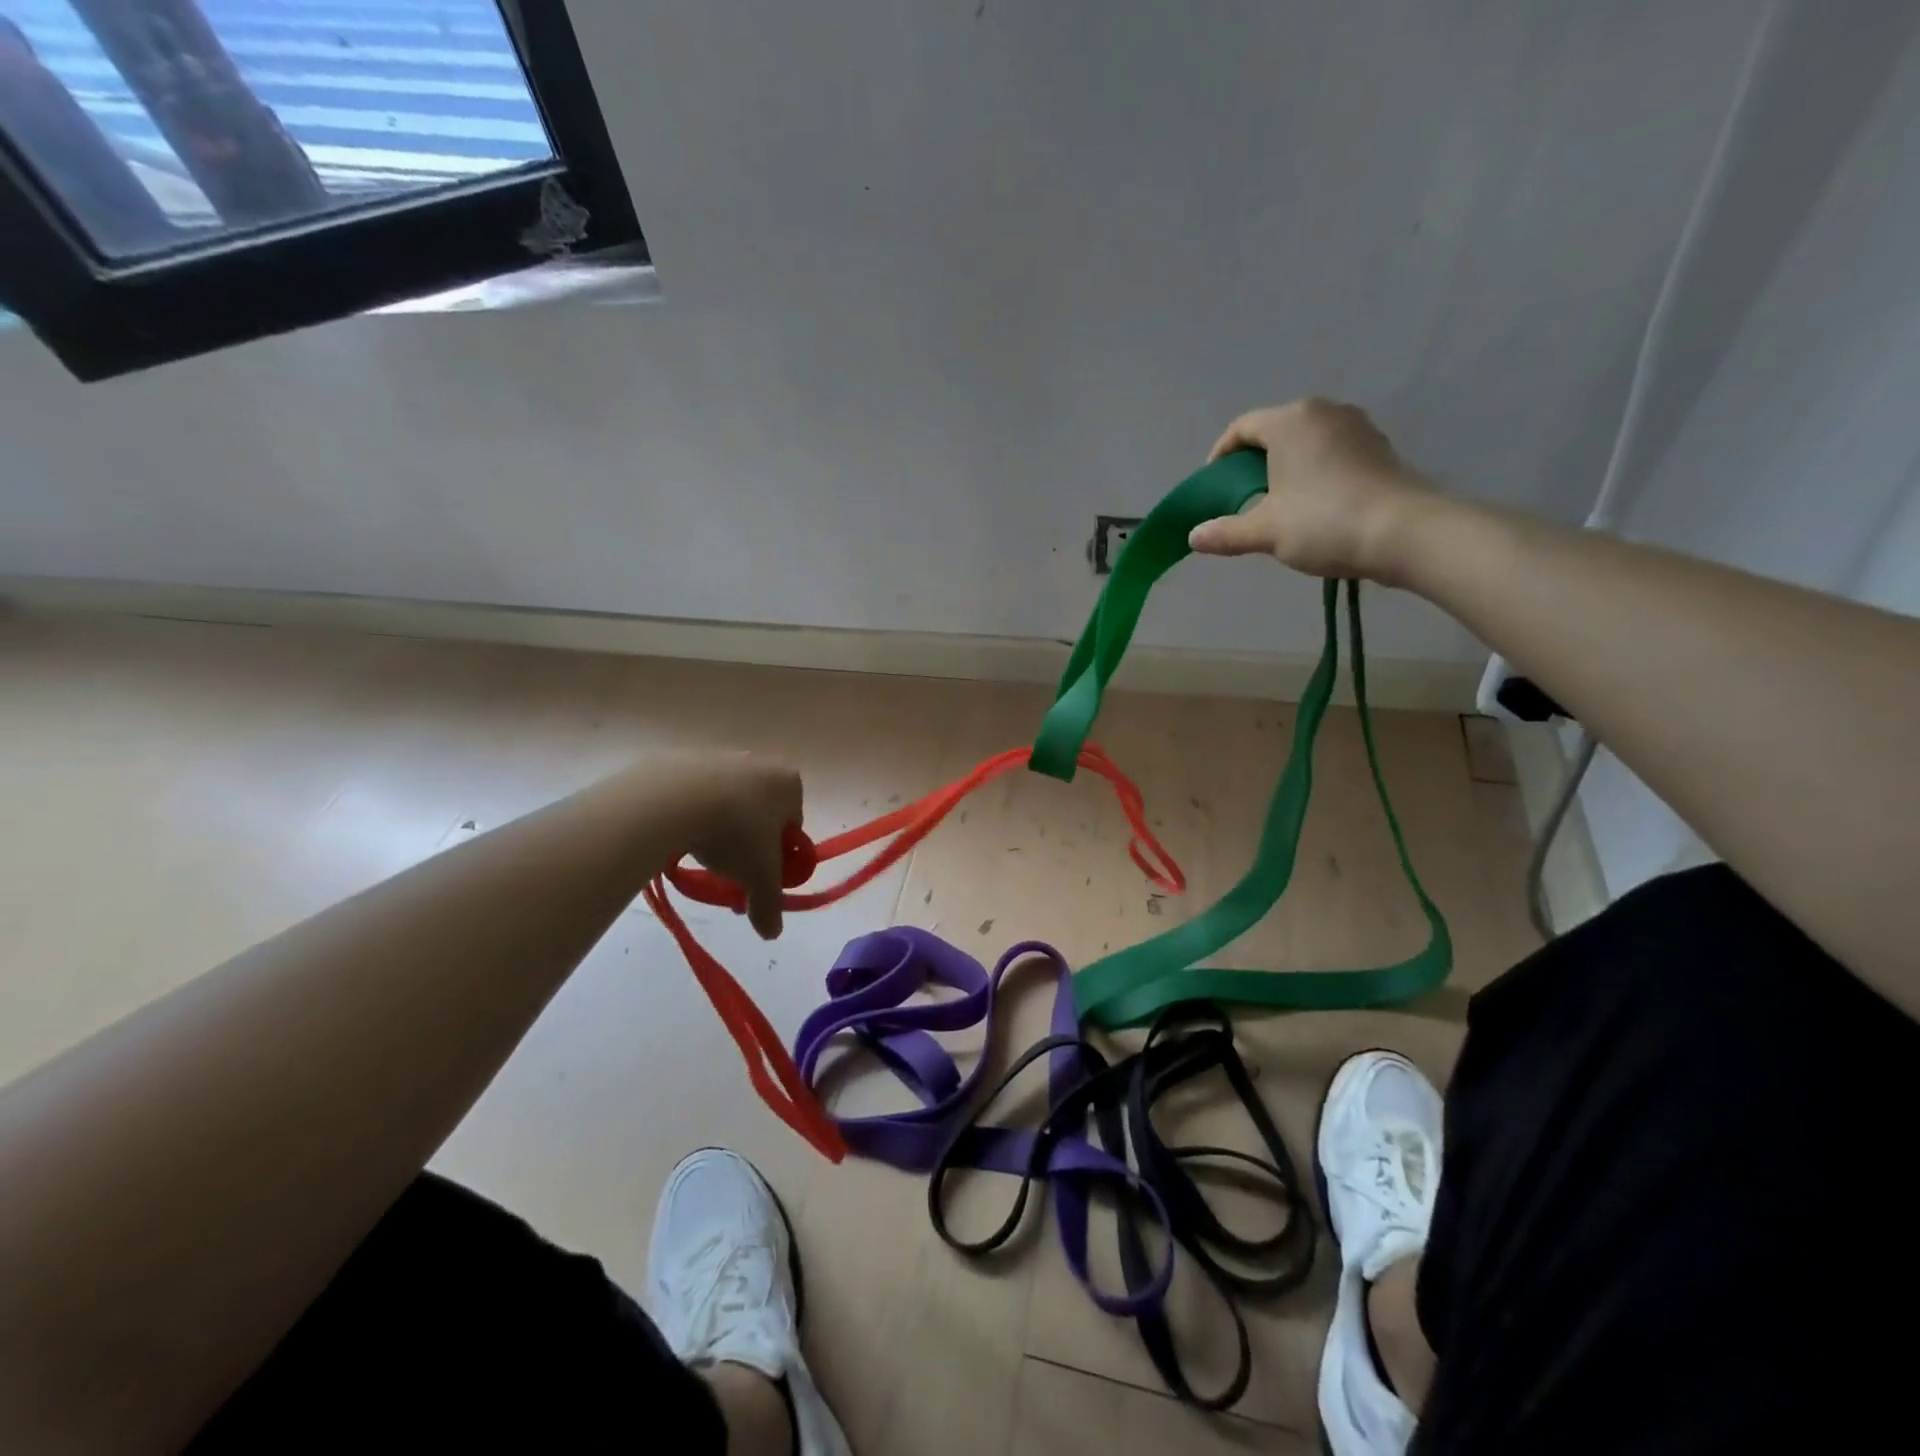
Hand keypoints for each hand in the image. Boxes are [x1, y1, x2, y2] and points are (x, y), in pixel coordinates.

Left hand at [674, 755, 804, 939]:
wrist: (671, 800)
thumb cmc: (733, 833)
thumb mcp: (759, 877)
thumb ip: (770, 905)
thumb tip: (772, 933)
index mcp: (789, 783)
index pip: (793, 823)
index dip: (778, 853)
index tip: (759, 873)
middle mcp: (760, 762)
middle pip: (761, 810)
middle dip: (748, 840)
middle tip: (730, 868)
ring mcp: (721, 756)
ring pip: (728, 800)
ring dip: (720, 826)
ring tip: (700, 851)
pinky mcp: (685, 758)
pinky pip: (696, 792)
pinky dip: (692, 812)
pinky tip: (678, 831)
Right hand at [1188, 398, 1433, 582]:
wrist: (1405, 533)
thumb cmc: (1324, 523)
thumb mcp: (1265, 532)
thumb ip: (1226, 533)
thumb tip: (1193, 537)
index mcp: (1290, 421)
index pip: (1241, 428)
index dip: (1220, 456)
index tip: (1213, 487)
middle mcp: (1324, 412)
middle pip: (1274, 431)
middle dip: (1253, 463)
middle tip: (1241, 498)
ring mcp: (1357, 427)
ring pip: (1305, 442)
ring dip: (1285, 468)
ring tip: (1276, 505)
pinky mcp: (1379, 448)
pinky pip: (1332, 453)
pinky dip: (1314, 473)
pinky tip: (1313, 506)